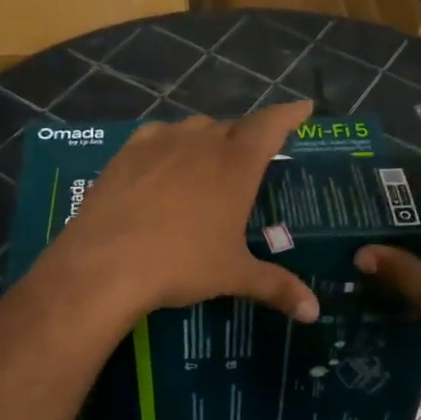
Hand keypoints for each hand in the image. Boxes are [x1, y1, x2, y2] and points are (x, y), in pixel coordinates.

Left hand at [45, 101, 320, 328]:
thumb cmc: (181, 264)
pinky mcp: (128, 151)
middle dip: (247, 138)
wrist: (106, 263)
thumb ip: (277, 286)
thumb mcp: (233, 275)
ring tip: (208, 165)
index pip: (272, 125)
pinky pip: (158, 136)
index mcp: (236, 164)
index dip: (290, 114)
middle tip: (252, 160)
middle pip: (233, 127)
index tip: (304, 107)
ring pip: (195, 128)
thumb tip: (313, 312)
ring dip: (208, 140)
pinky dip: (170, 144)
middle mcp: (202, 141)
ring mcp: (162, 142)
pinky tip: (164, 163)